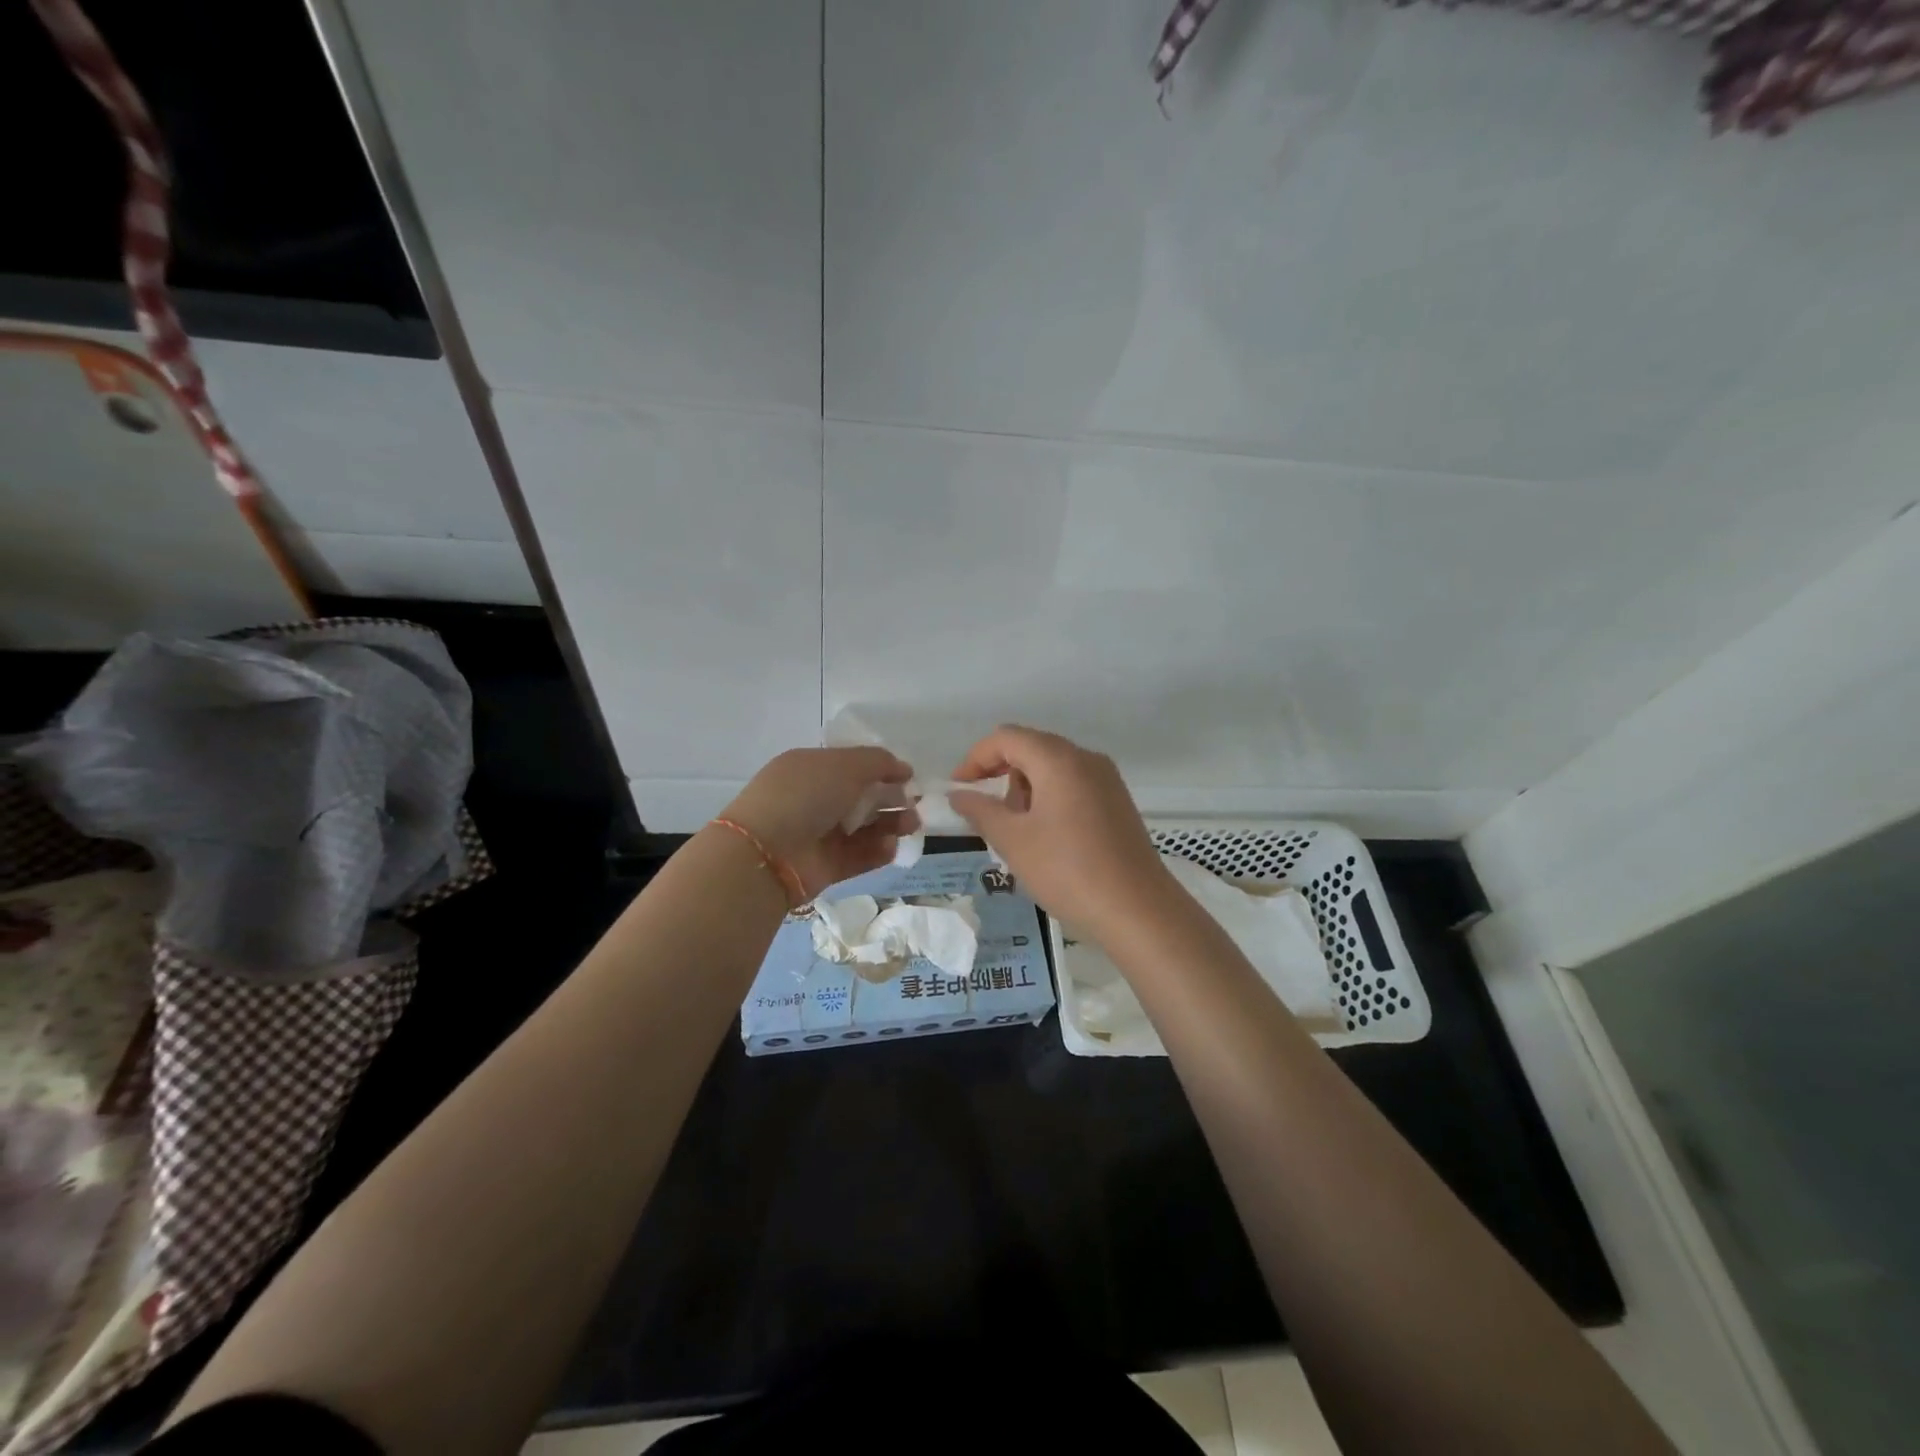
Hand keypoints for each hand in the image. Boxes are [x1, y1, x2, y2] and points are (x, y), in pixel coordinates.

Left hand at [719, 747, 917, 899]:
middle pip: (862, 797)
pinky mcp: (826, 866)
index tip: (908, 776)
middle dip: (891, 799)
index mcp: (810, 769)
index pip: (851, 765)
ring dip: (891, 824)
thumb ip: (878, 762)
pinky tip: (891, 846)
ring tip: (911, 825)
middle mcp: (814, 800)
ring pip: (864, 827)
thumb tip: (903, 768)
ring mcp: (819, 834)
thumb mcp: (844, 765)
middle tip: (915, 804)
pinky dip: (877, 851)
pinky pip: (859, 855)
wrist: (767, 853)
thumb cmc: (804, 795)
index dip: (880, 769)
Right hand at [947, 726, 1170, 934]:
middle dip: (1001, 775)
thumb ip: (980, 810)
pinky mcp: (1118, 803)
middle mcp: (1086, 759)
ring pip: (1053, 768)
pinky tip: (1048, 839)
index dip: (975, 758)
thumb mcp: (1013, 841)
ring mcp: (1107, 780)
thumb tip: (958, 794)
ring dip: (1025, 789)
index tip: (959, 790)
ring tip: (1017, 833)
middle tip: (988, 815)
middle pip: (1031, 749)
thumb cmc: (1068, 871)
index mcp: (1058, 759)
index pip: (1006, 738)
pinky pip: (1073, 786)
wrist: (1138, 910)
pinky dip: (1050, 799)